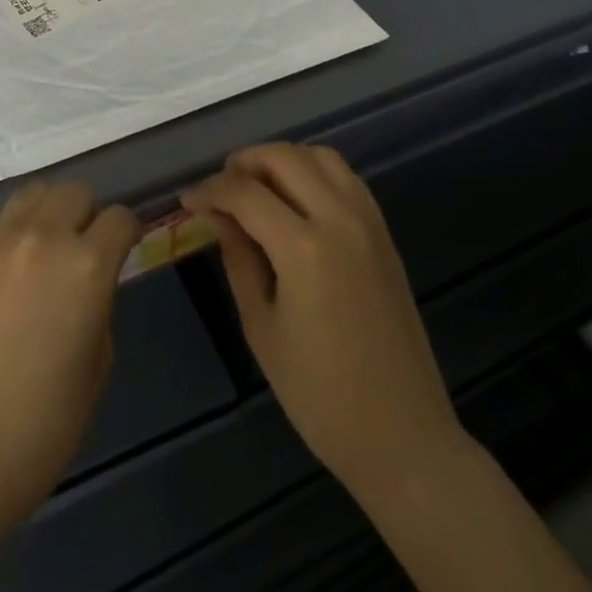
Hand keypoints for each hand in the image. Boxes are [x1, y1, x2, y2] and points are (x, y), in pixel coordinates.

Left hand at [0, 180, 140, 534]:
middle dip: (87, 215)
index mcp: (86, 266)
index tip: (122, 249)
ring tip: (41, 253)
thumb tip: (91, 279)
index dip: (126, 233)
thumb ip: (100, 303)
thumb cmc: (41, 427)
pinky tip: (2, 279)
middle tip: (80, 251)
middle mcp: (42, 237)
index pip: (119, 217)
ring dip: (47, 215)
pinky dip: (9, 237)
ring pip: (33, 194)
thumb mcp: (97, 365)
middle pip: (75, 191)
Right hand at [183, 143, 463, 500]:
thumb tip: (216, 216)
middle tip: (220, 190)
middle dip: (244, 162)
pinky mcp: (384, 232)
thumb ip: (239, 259)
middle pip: (283, 157)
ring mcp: (367, 221)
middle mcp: (339, 218)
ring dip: (282, 160)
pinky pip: (346, 176)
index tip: (188, 200)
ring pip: (319, 155)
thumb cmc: (320, 394)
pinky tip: (296, 200)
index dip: (210, 189)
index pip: (245, 192)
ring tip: (257, 188)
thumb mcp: (262, 328)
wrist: (403, 435)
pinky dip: (314, 171)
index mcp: (303, 248)